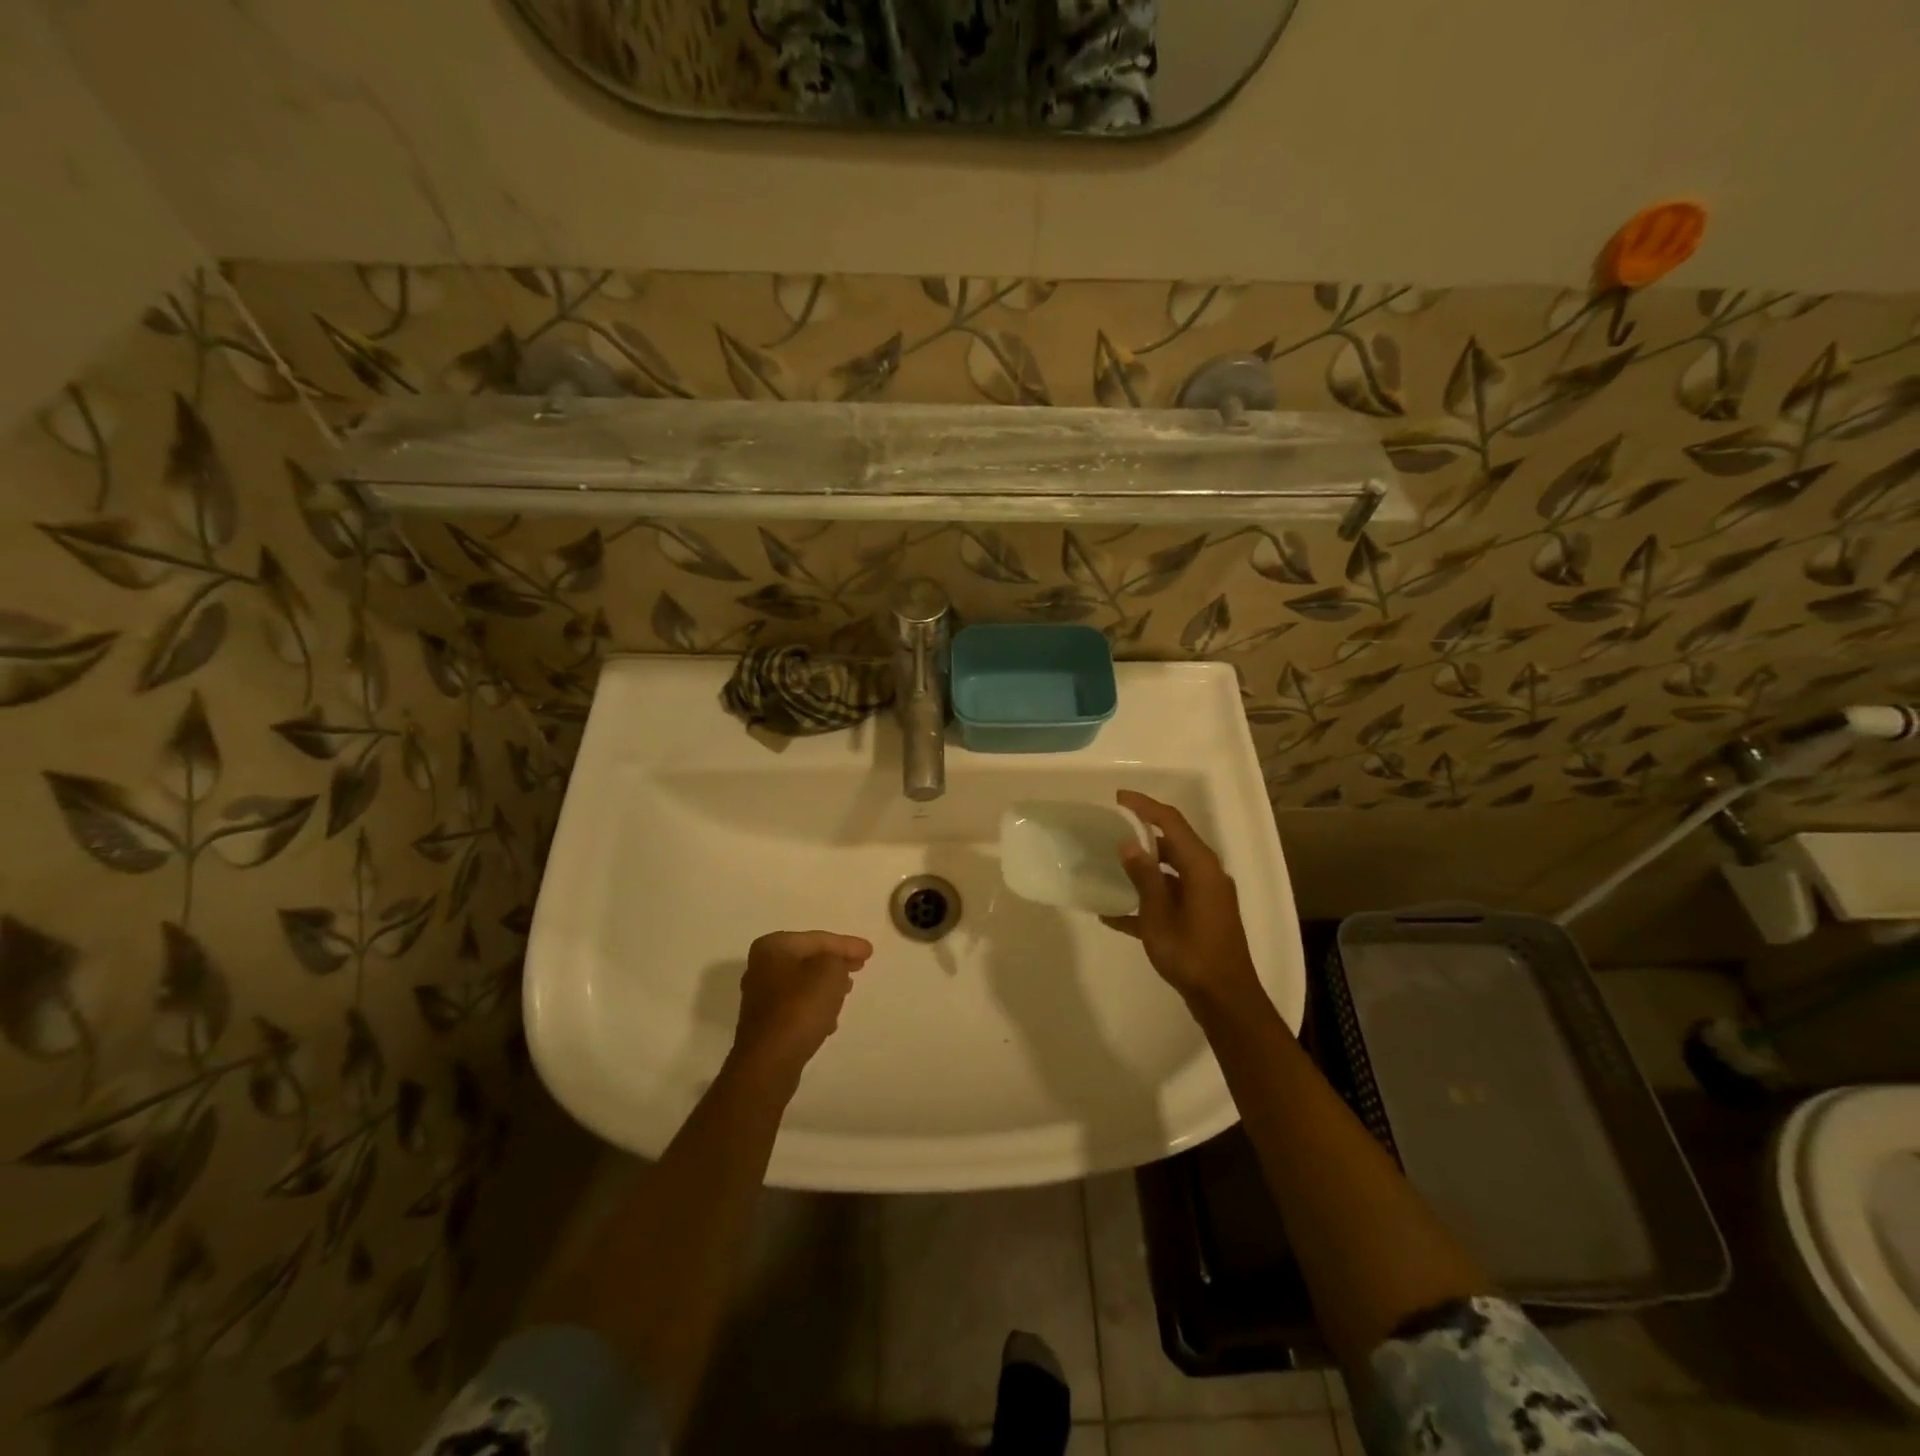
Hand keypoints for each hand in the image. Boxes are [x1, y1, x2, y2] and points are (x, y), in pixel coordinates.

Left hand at [729, 931, 873, 1080]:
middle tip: (860, 966)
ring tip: (847, 991)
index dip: (847, 945)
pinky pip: (796, 1005)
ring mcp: (760, 995)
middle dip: (835, 962)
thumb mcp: (830, 972)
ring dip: (825, 985)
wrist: (769, 1061)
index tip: (870, 952)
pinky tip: (829, 1019)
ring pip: (803, 982)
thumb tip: (836, 964)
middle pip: (809, 958)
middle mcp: (762, 965)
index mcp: (774, 946)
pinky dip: (814, 1006)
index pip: (819, 939)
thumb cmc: (800, 1008)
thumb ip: (838, 958)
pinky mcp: (764, 1022)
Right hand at [1103, 792, 1268, 1020]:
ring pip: (1171, 870)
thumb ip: (1144, 877)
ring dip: (1143, 867)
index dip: (1145, 807)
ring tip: (1109, 866)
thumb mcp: (1158, 916)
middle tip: (1111, 830)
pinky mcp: (1202, 917)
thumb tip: (1128, 843)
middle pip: (1173, 843)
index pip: (1171, 822)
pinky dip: (1148, 899)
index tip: (1118, 798)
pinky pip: (1171, 897)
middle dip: (1143, 834)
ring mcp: (1206, 897)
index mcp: (1201, 867)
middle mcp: (1207, 875)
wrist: (1225, 999)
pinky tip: (1113, 915)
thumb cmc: (1191, 954)